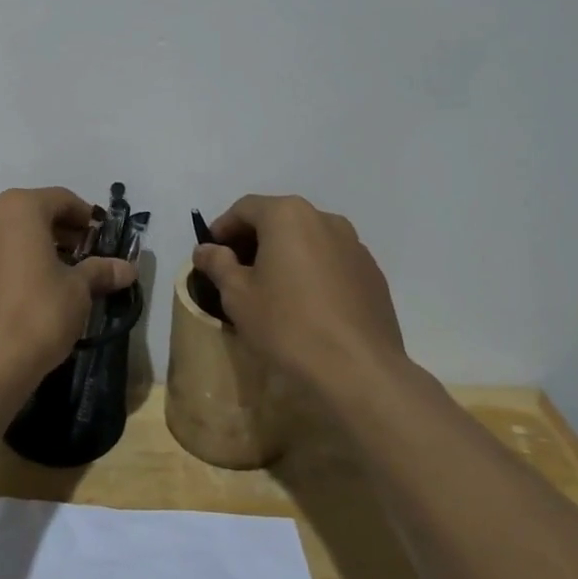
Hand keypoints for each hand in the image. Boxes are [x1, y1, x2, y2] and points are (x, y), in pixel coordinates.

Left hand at [0, 187, 136, 387]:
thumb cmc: (37, 315)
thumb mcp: (78, 291)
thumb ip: (100, 271)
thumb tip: (127, 269)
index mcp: (17, 208)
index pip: (60, 200)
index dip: (84, 217)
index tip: (98, 238)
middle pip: (25, 215)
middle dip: (52, 233)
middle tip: (75, 259)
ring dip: (20, 249)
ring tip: (41, 279)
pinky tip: (8, 297)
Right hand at [192, 194, 407, 395]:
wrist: (359, 370)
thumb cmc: (288, 325)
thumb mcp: (238, 295)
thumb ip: (218, 264)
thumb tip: (205, 249)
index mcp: (288, 215)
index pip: (245, 208)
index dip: (222, 228)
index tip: (210, 254)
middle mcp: (324, 219)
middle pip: (279, 220)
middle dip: (254, 240)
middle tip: (236, 272)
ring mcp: (354, 245)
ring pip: (307, 240)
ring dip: (285, 255)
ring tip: (272, 289)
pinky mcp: (372, 273)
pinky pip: (331, 261)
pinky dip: (312, 271)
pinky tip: (306, 305)